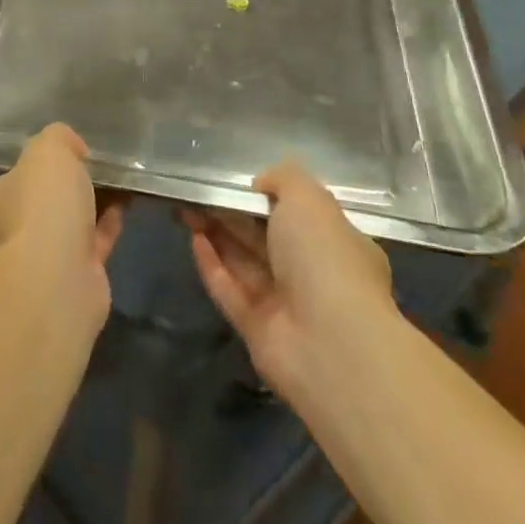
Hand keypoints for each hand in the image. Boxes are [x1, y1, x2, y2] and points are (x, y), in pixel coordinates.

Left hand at [0, 124, 123, 323]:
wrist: (56, 281)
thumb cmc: (38, 207)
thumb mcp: (47, 151)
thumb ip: (57, 138)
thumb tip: (70, 148)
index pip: (0, 178)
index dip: (30, 165)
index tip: (60, 154)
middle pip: (33, 204)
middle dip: (61, 189)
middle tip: (91, 166)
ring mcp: (31, 265)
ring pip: (62, 227)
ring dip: (87, 207)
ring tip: (116, 181)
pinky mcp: (65, 284)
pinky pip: (87, 246)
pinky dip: (104, 227)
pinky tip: (124, 206)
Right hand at [185, 163, 395, 400]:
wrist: (330, 344)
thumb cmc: (325, 259)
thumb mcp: (309, 199)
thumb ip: (284, 179)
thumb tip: (261, 184)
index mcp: (338, 244)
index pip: (302, 216)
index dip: (268, 198)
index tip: (238, 184)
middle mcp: (314, 275)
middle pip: (266, 238)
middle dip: (233, 214)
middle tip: (199, 192)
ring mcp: (286, 306)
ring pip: (244, 262)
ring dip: (217, 234)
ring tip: (186, 207)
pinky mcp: (258, 330)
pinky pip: (230, 291)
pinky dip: (212, 266)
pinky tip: (193, 240)